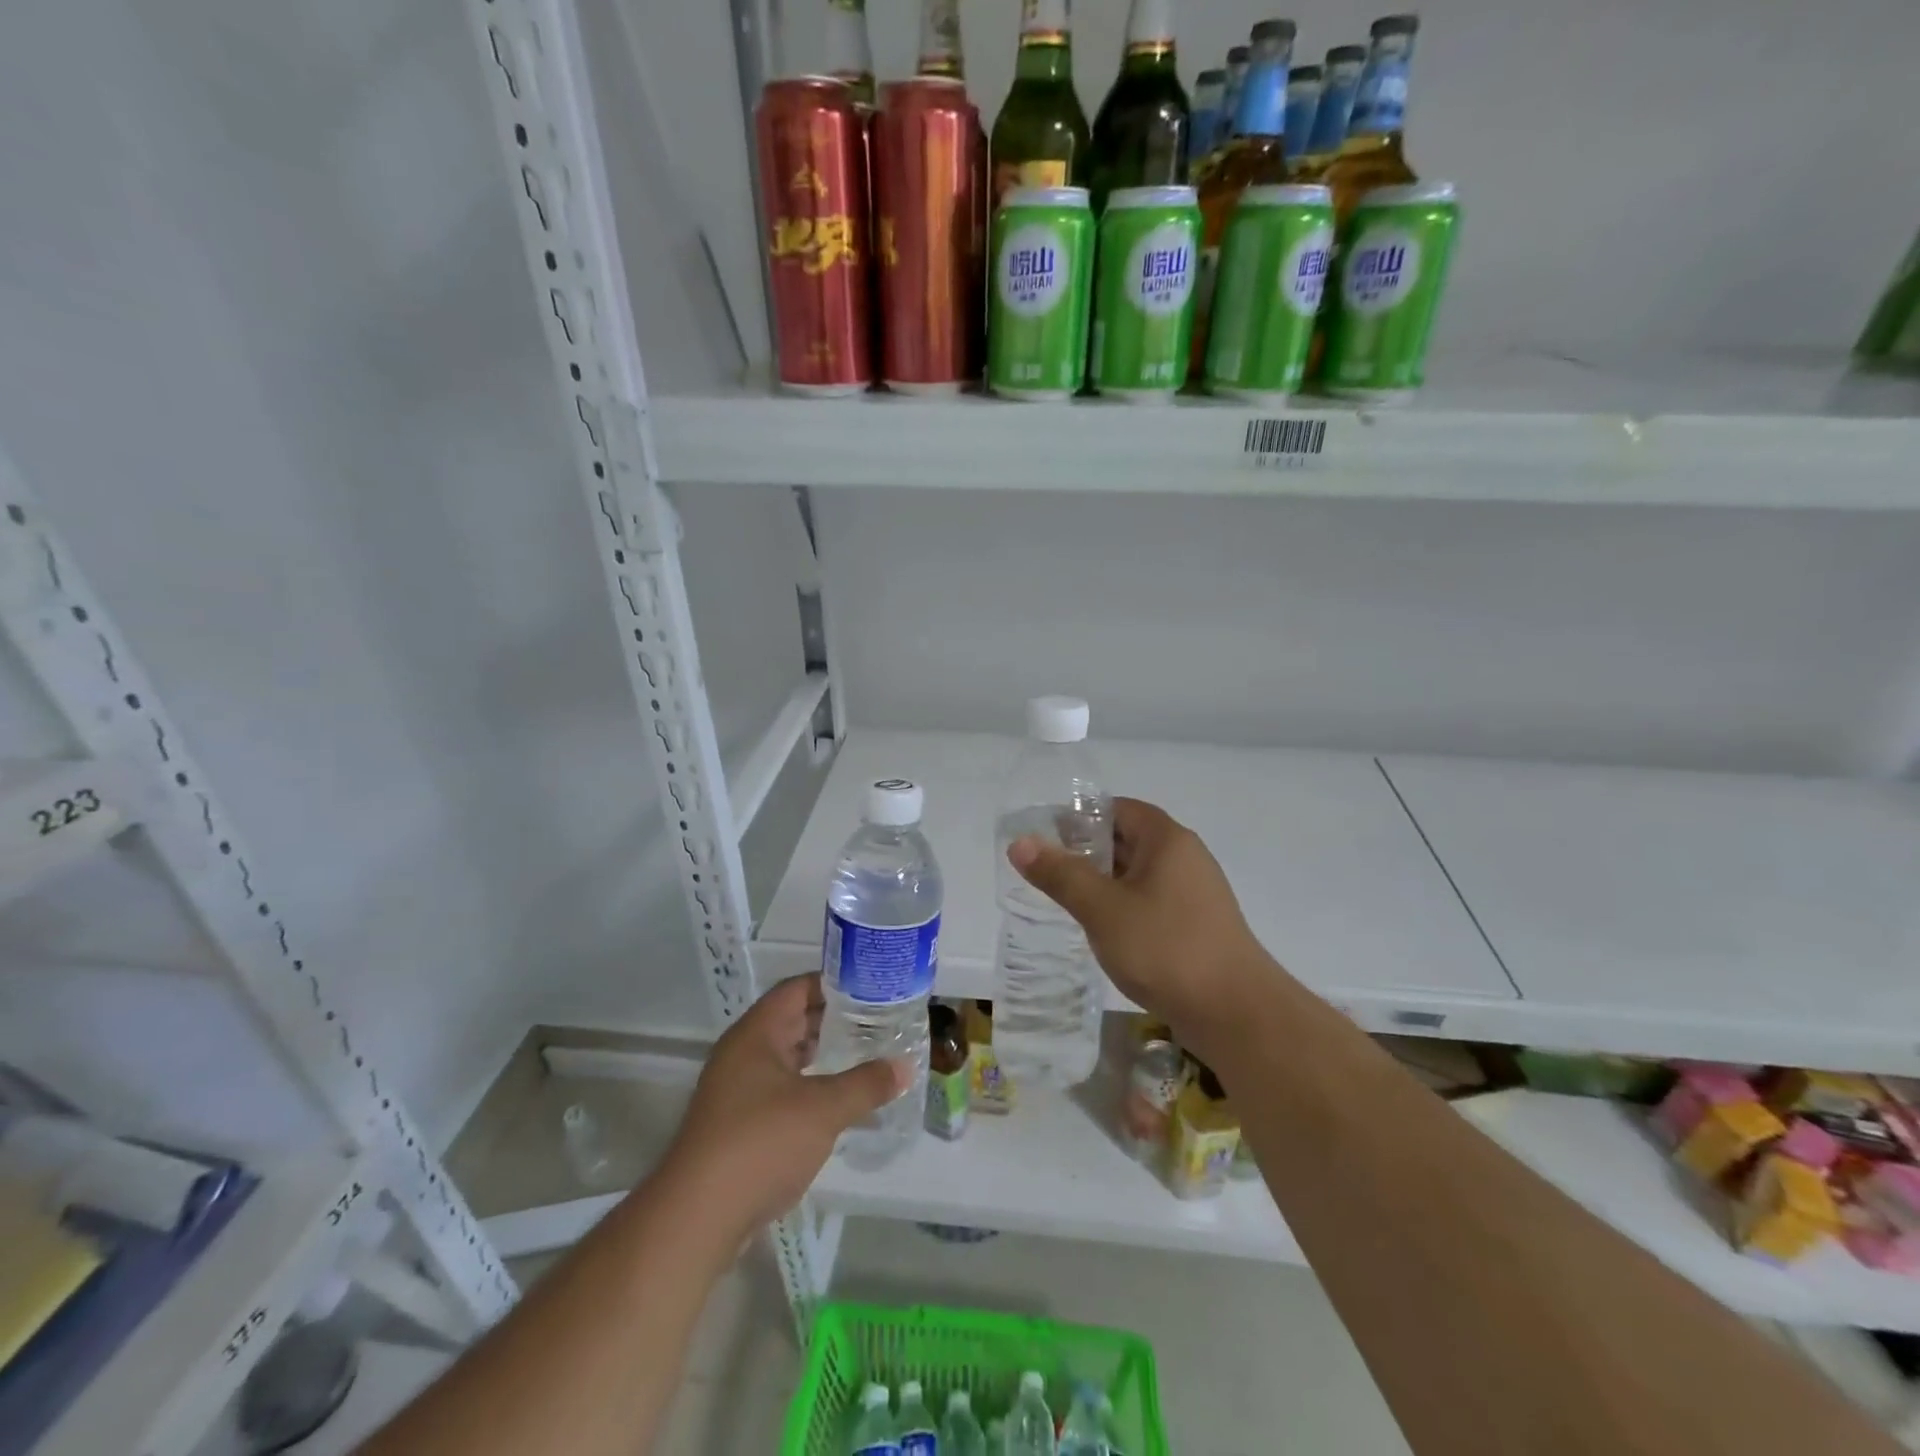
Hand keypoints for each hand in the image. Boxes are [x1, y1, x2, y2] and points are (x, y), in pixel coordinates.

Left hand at [662, 974, 908, 1238]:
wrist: (696, 1218)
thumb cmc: (760, 1143)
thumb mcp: (823, 1110)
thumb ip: (866, 1084)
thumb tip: (905, 1067)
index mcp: (756, 1033)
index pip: (797, 988)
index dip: (834, 983)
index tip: (872, 986)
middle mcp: (743, 1052)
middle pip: (792, 1020)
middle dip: (834, 1019)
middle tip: (878, 1020)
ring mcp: (737, 1089)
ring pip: (787, 1056)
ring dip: (823, 1054)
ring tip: (865, 1054)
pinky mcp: (738, 1123)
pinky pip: (781, 1088)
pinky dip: (810, 1085)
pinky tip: (838, 1099)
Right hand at [1008, 797, 1276, 1059]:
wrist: (1235, 1013)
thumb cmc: (1165, 948)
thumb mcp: (1102, 909)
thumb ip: (1060, 874)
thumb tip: (1020, 843)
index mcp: (1166, 840)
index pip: (1117, 808)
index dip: (1080, 817)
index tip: (1046, 837)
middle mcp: (1185, 857)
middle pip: (1128, 839)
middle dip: (1087, 851)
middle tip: (1046, 870)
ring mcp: (1194, 893)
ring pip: (1138, 874)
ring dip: (1104, 882)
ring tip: (1065, 899)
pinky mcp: (1196, 925)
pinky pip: (1151, 901)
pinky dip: (1123, 905)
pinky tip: (1101, 929)